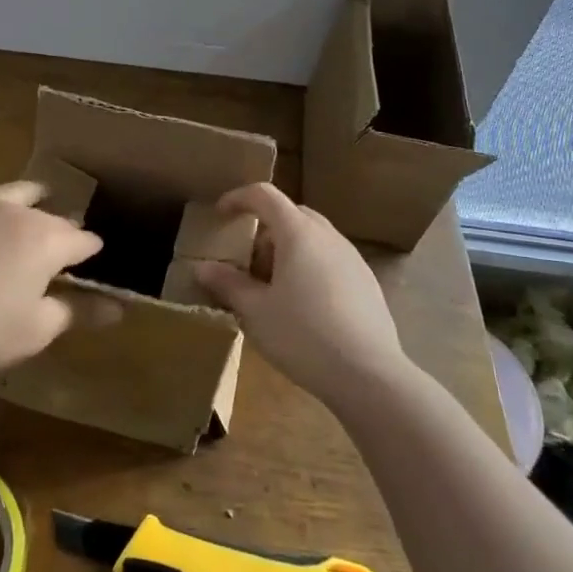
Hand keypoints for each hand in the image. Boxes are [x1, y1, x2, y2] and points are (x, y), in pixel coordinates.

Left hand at [0, 181, 112, 380]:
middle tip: (61, 255)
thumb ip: (80, 311)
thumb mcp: (38, 329)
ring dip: (30, 207)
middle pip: (51, 215)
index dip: (92, 255)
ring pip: (14, 196)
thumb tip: (118, 308)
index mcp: (45, 238)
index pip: (83, 239)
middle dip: (62, 232)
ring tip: (31, 220)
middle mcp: (15, 212)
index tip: (91, 271)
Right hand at [194, 182, 406, 409]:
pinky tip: (303, 305)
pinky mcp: (367, 282)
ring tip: (272, 286)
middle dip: (264, 228)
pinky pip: (330, 259)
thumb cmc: (303, 335)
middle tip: (246, 259)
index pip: (264, 196)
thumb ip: (228, 284)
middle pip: (291, 214)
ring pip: (313, 237)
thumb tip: (203, 268)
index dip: (238, 198)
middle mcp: (328, 235)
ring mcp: (352, 258)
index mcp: (298, 233)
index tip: (220, 214)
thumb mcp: (255, 312)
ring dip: (288, 249)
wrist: (369, 375)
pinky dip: (309, 266)